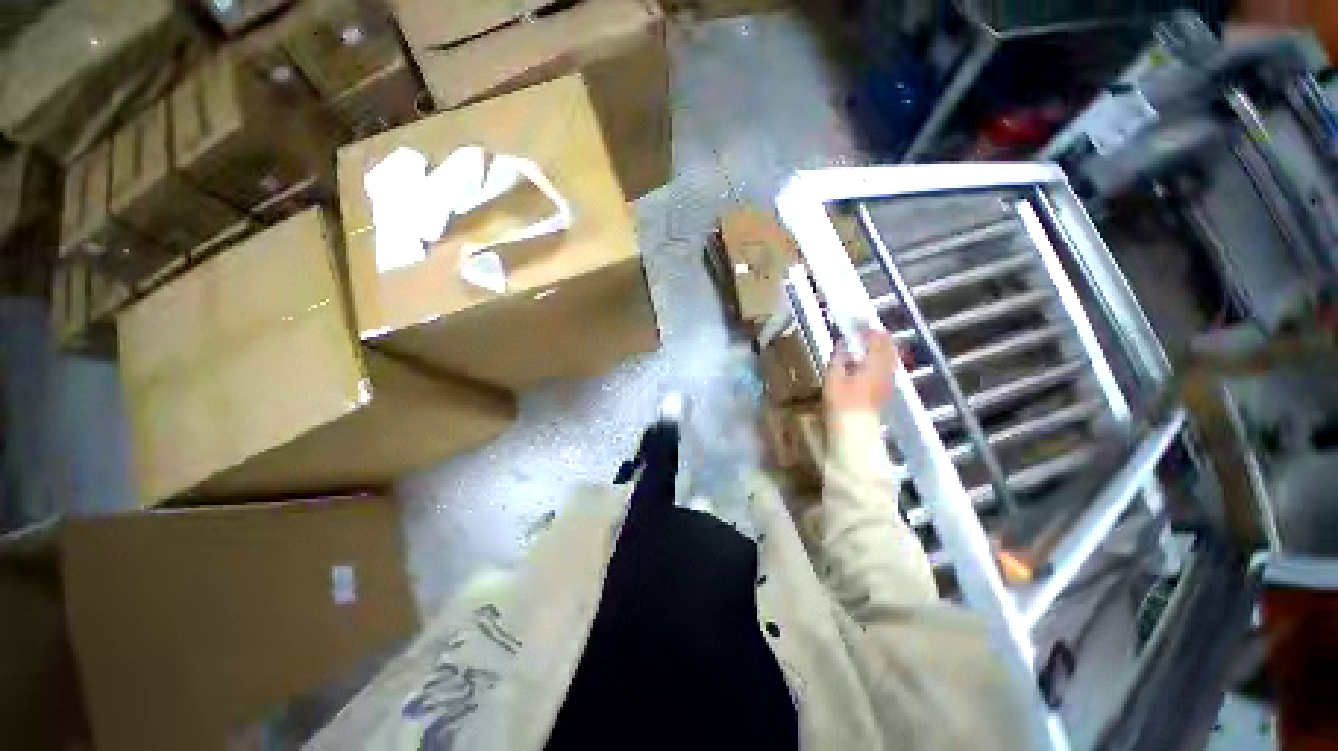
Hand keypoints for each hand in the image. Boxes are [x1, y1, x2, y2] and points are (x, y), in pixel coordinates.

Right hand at [823, 328, 901, 414]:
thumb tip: (842, 343)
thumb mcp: (833, 376)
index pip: (877, 340)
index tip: (860, 322)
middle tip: (869, 330)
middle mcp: (885, 370)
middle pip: (889, 348)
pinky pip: (887, 369)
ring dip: (882, 349)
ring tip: (870, 344)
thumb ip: (839, 357)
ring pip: (890, 359)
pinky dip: (881, 361)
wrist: (854, 430)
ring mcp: (887, 382)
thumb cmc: (841, 401)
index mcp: (874, 363)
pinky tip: (870, 364)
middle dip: (880, 338)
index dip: (869, 329)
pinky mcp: (884, 392)